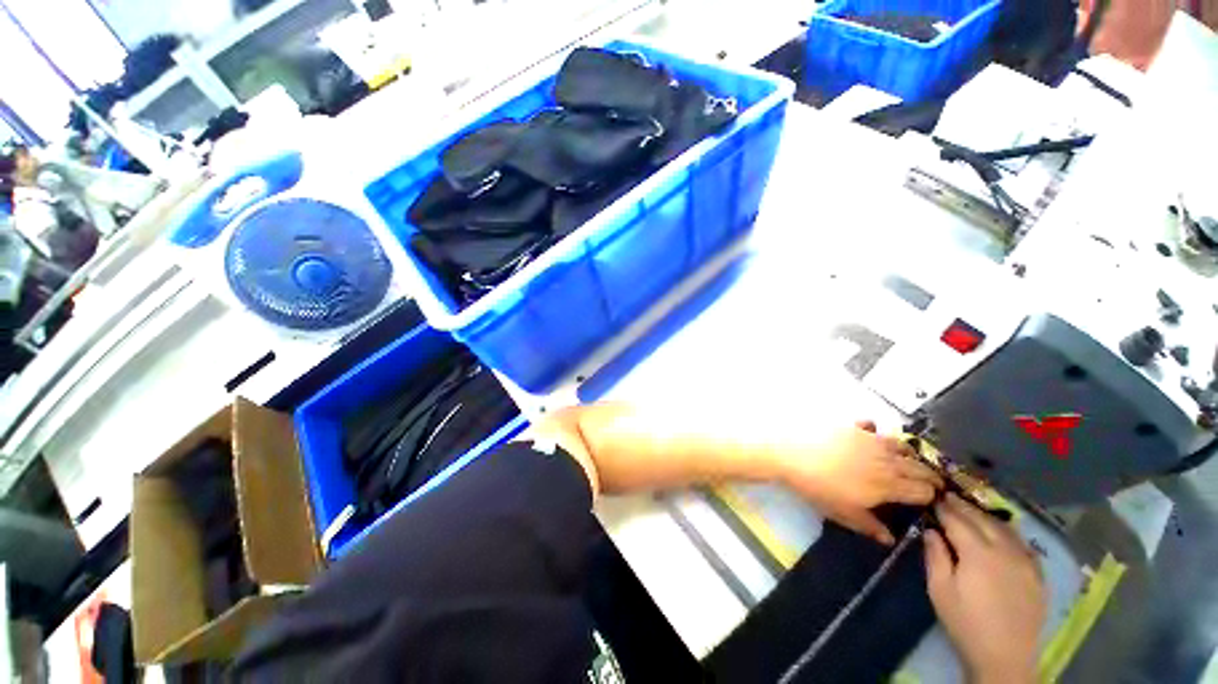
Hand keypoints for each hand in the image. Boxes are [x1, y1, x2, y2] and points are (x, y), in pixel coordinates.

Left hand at [781, 421, 942, 544]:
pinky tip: (872, 436)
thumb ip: (869, 526)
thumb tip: (890, 539)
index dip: (930, 496)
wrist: (791, 453)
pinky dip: (878, 432)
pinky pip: (874, 427)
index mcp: (889, 484)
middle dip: (927, 476)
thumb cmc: (818, 487)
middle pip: (919, 467)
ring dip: (909, 455)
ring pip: (902, 446)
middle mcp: (887, 460)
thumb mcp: (843, 512)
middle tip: (928, 482)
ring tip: (906, 461)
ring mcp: (870, 439)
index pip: (923, 490)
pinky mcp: (852, 426)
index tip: (929, 500)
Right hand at [924, 494, 1046, 683]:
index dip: (944, 508)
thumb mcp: (940, 590)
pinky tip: (1002, 534)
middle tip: (949, 496)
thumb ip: (935, 556)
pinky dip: (1008, 533)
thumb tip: (931, 530)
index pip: (958, 520)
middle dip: (964, 507)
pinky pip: (1023, 544)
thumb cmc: (965, 622)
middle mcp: (1005, 550)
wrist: (1005, 656)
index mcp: (978, 553)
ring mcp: (1025, 562)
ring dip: (986, 516)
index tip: (933, 497)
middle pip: (982, 520)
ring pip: (1005, 528)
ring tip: (972, 510)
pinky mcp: (1037, 574)